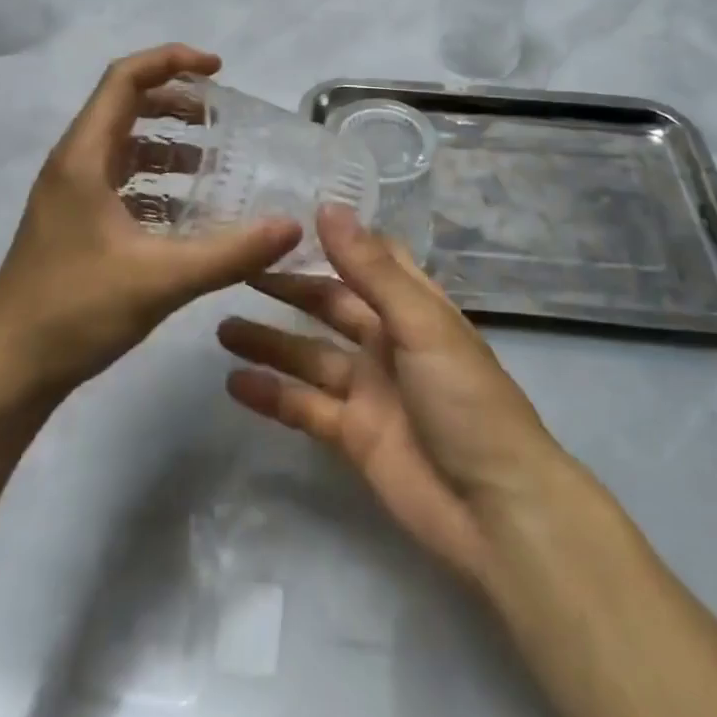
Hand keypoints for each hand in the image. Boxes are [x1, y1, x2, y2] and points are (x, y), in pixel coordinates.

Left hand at [0, 44, 300, 393]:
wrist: (5, 370)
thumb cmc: (75, 311)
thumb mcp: (162, 279)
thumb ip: (231, 252)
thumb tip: (291, 226)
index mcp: (84, 157)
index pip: (125, 79)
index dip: (171, 61)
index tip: (218, 69)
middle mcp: (74, 164)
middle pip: (125, 106)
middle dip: (176, 102)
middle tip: (222, 116)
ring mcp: (70, 195)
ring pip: (123, 146)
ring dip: (167, 143)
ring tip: (214, 161)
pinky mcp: (74, 223)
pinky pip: (121, 182)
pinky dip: (156, 181)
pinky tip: (187, 211)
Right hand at [217, 206, 564, 588]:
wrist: (496, 509)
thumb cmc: (465, 398)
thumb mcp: (420, 323)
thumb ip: (370, 268)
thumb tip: (327, 207)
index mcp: (412, 306)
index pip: (369, 259)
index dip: (333, 240)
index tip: (285, 222)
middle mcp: (388, 340)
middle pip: (330, 305)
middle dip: (288, 290)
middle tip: (238, 272)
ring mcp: (369, 389)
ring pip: (309, 355)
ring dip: (270, 341)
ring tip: (221, 326)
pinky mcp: (353, 435)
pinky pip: (304, 407)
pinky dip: (272, 395)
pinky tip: (233, 382)